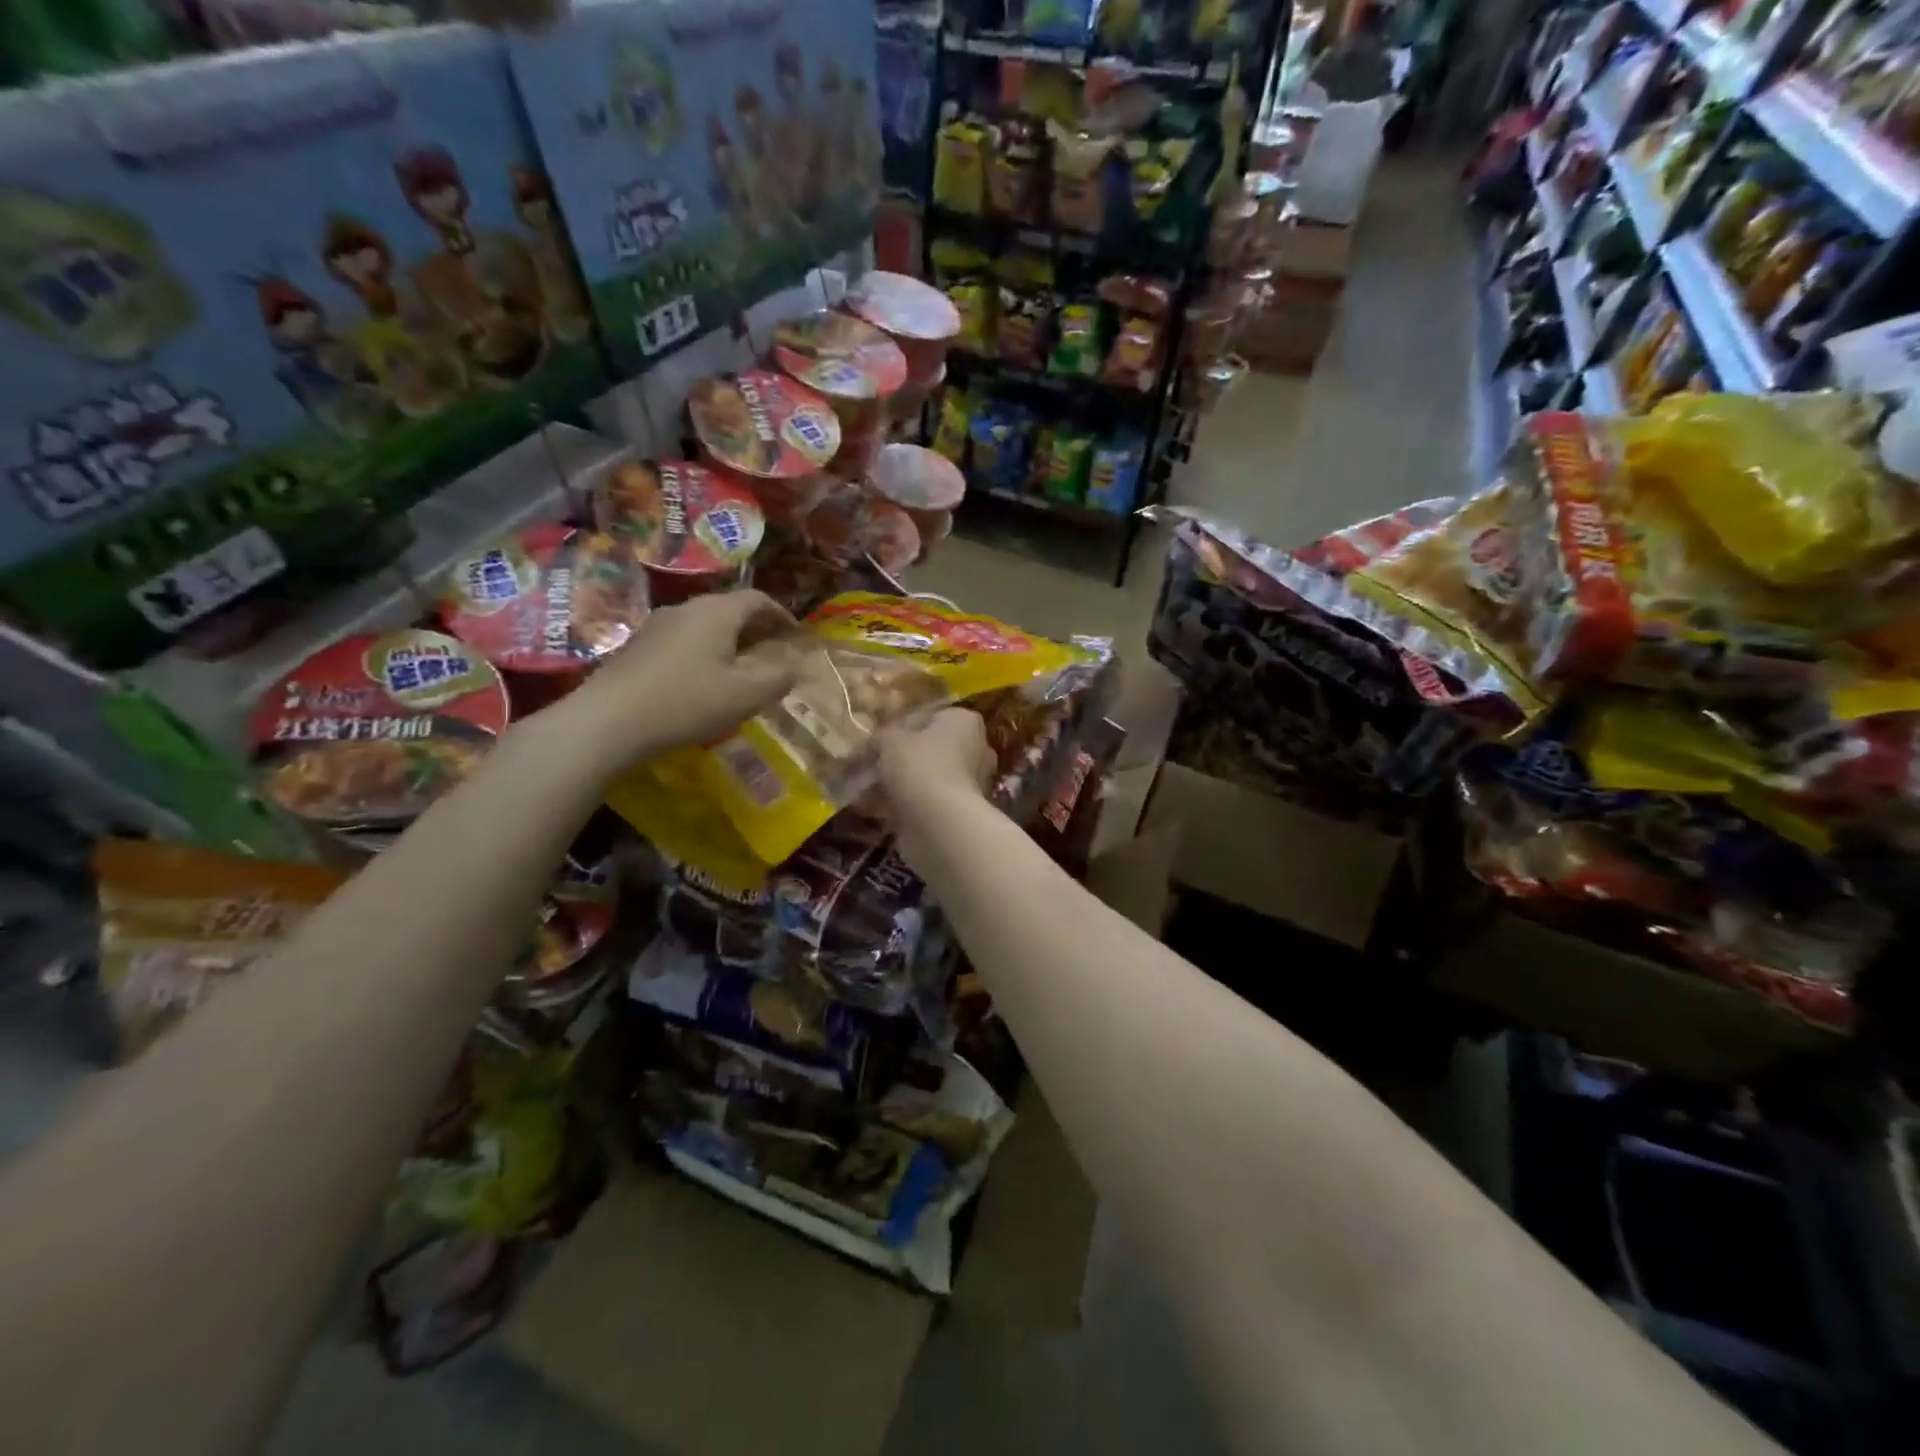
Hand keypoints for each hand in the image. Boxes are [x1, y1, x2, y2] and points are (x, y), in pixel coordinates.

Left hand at [565, 590, 797, 768]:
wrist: (608, 721)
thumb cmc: (687, 702)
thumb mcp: (746, 694)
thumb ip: (778, 677)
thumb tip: (795, 666)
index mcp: (716, 612)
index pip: (758, 599)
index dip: (782, 615)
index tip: (796, 636)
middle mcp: (686, 609)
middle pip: (729, 609)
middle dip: (756, 628)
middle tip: (774, 653)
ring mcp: (657, 626)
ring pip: (704, 625)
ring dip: (729, 642)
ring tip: (742, 669)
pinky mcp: (638, 648)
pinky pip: (683, 641)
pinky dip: (705, 653)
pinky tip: (704, 682)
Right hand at [876, 709, 995, 865]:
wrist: (938, 822)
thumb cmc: (919, 766)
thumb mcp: (890, 740)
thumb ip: (882, 737)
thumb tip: (876, 744)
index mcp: (965, 722)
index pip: (930, 717)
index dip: (901, 727)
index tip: (878, 741)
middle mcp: (976, 749)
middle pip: (930, 749)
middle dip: (902, 759)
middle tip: (871, 765)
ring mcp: (972, 783)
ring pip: (928, 777)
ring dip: (901, 784)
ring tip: (867, 790)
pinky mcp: (961, 811)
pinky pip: (928, 802)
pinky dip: (905, 805)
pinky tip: (877, 810)